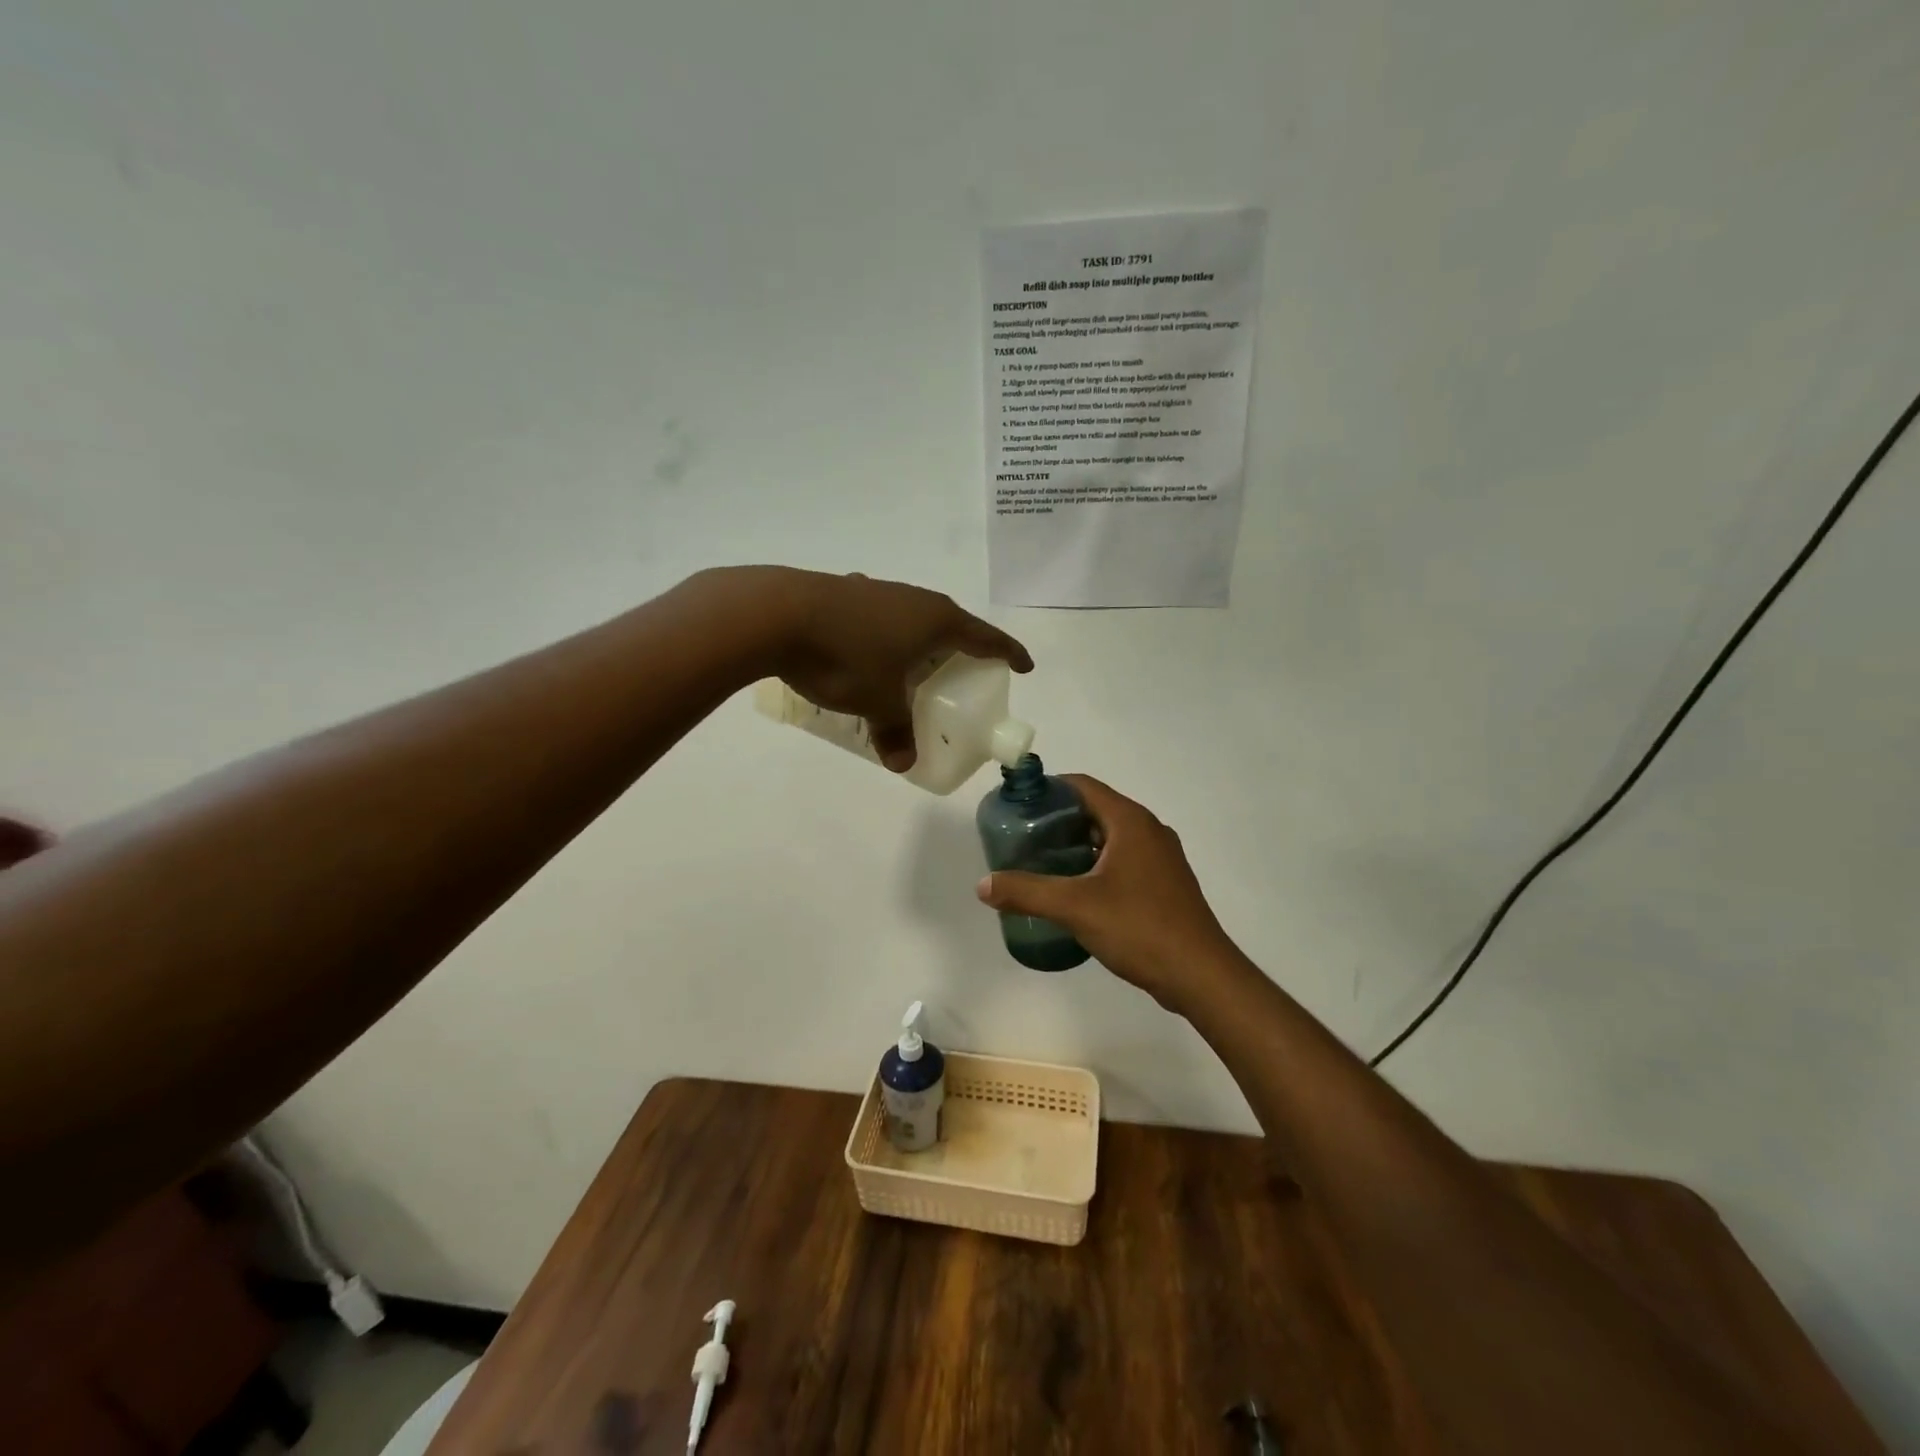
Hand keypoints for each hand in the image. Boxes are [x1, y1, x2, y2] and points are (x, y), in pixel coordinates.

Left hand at [733, 567, 1032, 771]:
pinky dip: (886, 637)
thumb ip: (895, 732)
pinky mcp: (845, 592)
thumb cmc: (844, 657)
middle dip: (960, 649)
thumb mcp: (876, 702)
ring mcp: (877, 590)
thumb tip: (902, 765)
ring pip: (911, 618)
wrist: (774, 613)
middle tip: (963, 675)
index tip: (1024, 666)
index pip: (986, 637)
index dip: (1008, 653)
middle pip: (950, 623)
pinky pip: (880, 617)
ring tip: (914, 667)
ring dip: (919, 642)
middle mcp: (912, 598)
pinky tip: (867, 652)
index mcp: (935, 619)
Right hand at [975, 776, 1245, 1013]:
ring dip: (1075, 844)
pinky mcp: (1164, 883)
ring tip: (1040, 863)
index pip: (1083, 786)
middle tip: (1021, 838)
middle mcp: (1149, 830)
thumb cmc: (1140, 928)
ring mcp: (1161, 858)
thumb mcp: (1075, 907)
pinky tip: (1073, 890)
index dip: (1049, 789)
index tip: (1018, 805)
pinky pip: (1122, 860)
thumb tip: (983, 884)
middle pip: (1095, 810)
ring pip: (1109, 837)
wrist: (1201, 975)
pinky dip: (1095, 864)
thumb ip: (1027, 892)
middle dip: (1057, 820)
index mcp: (1131, 822)